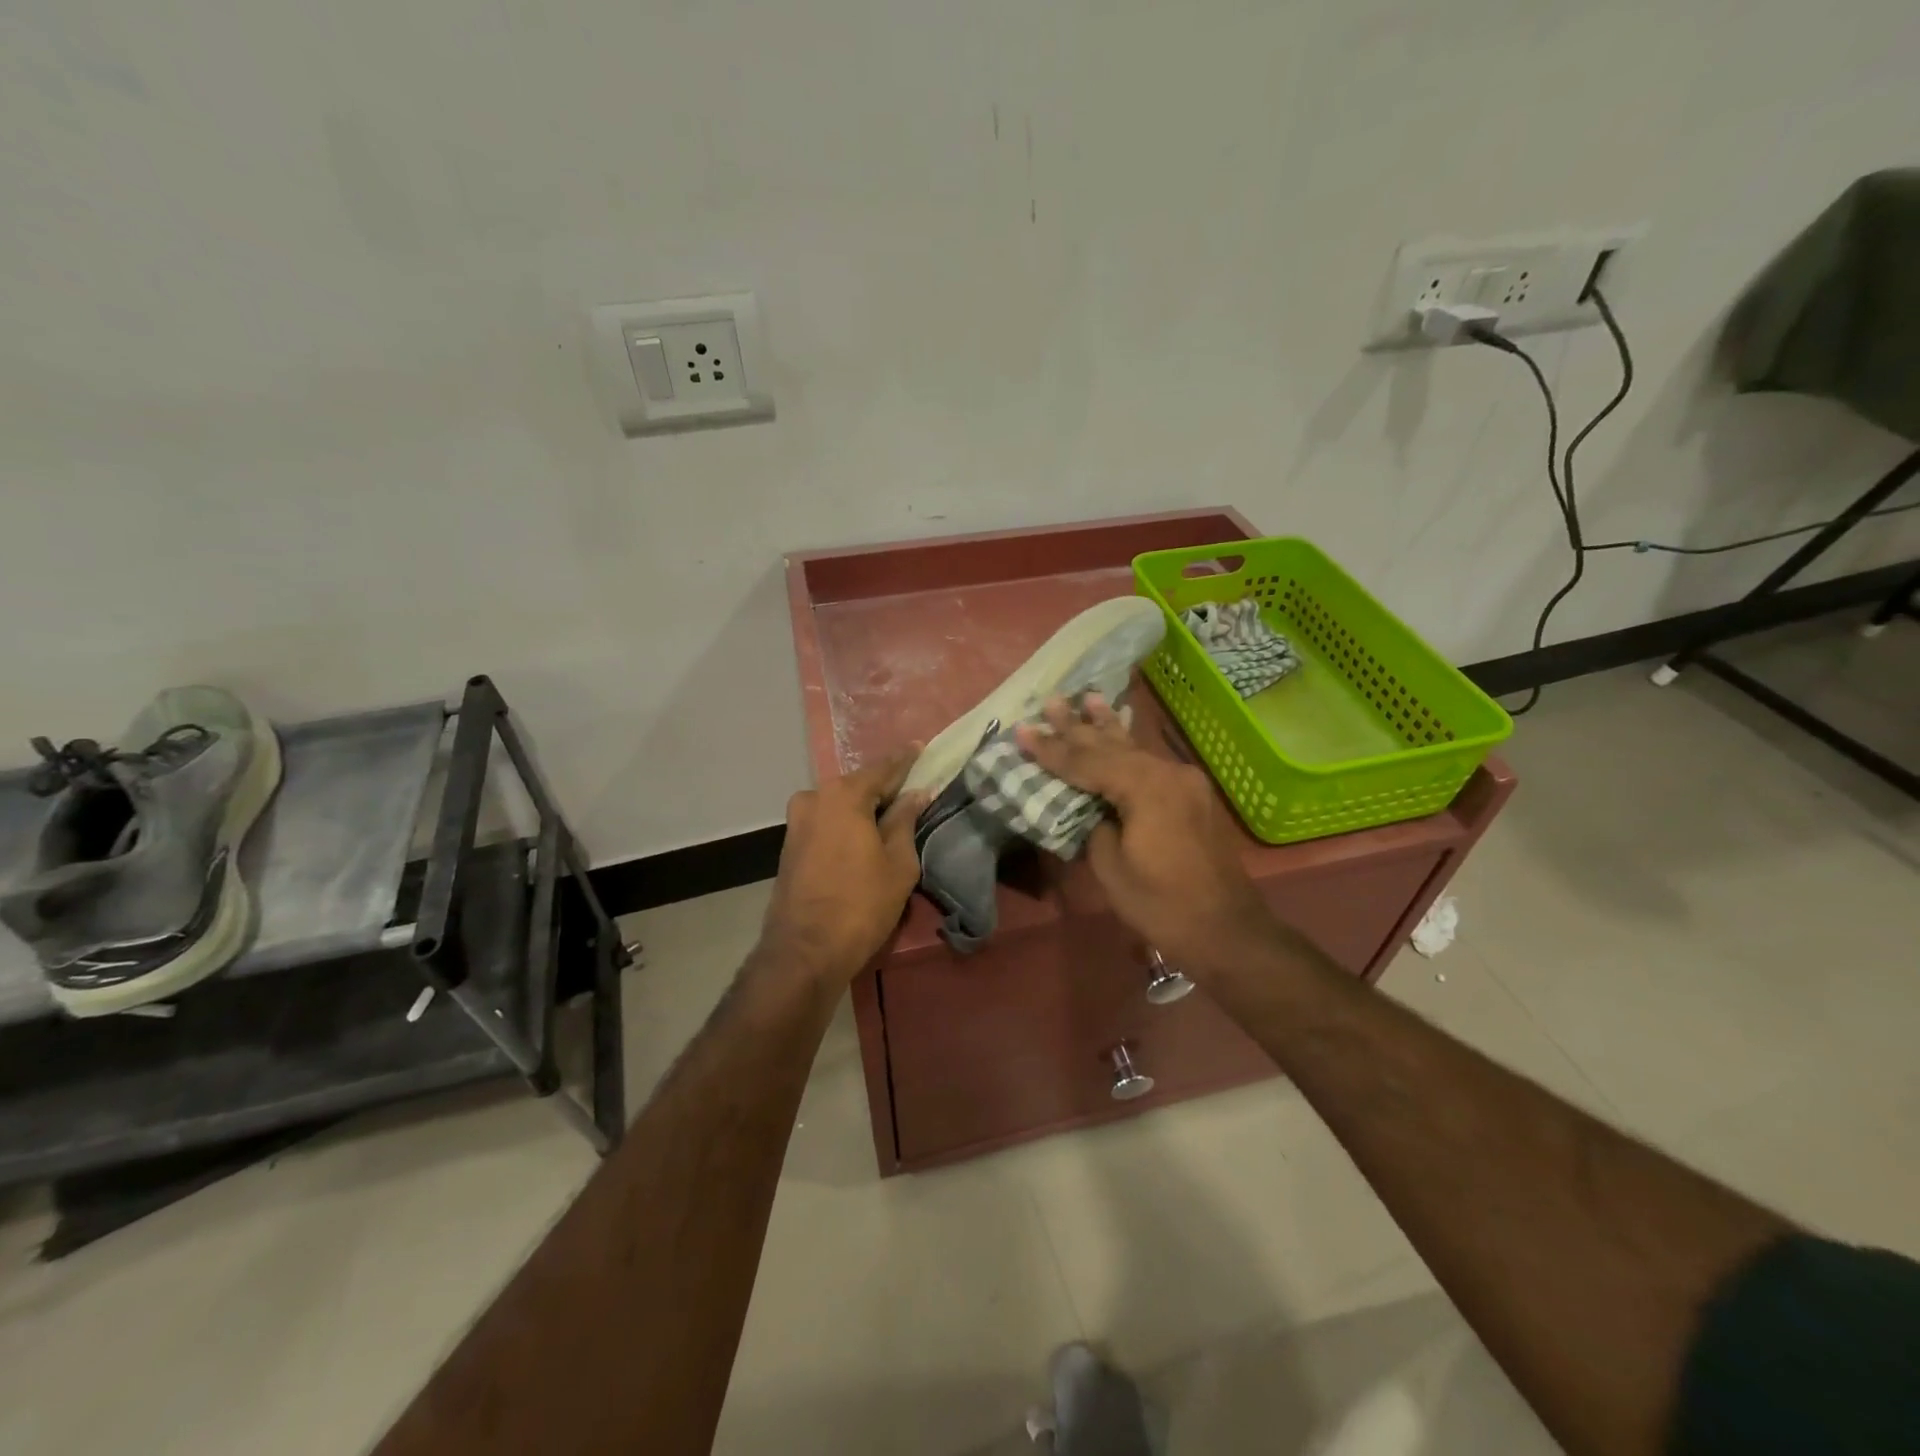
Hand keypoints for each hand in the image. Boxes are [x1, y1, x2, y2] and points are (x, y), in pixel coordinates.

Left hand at [759, 750, 929, 986]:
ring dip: (864, 808)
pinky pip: (827, 822)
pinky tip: (864, 834)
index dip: (905, 759)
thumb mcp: (898, 862)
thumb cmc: (861, 903)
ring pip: (840, 805)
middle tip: (911, 788)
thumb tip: (916, 793)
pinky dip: (847, 823)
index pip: (882, 768)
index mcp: (843, 795)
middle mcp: (814, 798)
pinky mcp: (790, 844)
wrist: (804, 950)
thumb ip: (906, 820)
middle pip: (858, 785)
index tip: (921, 746)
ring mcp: (796, 821)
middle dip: (884, 786)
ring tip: (891, 815)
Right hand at [1016, 696, 1273, 972]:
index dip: (1051, 749)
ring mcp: (1184, 781)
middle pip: (1112, 746)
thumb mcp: (1112, 866)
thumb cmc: (1161, 905)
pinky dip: (1128, 747)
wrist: (1226, 930)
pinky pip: (1150, 763)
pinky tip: (1120, 730)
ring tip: (1088, 698)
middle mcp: (1168, 773)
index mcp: (1146, 788)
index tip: (1022, 732)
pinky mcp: (1191, 795)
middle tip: (1051, 702)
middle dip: (1077, 727)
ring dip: (1106, 727)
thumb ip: (1094, 823)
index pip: (1088, 762)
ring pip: (1134, 749)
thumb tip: (1088, 804)